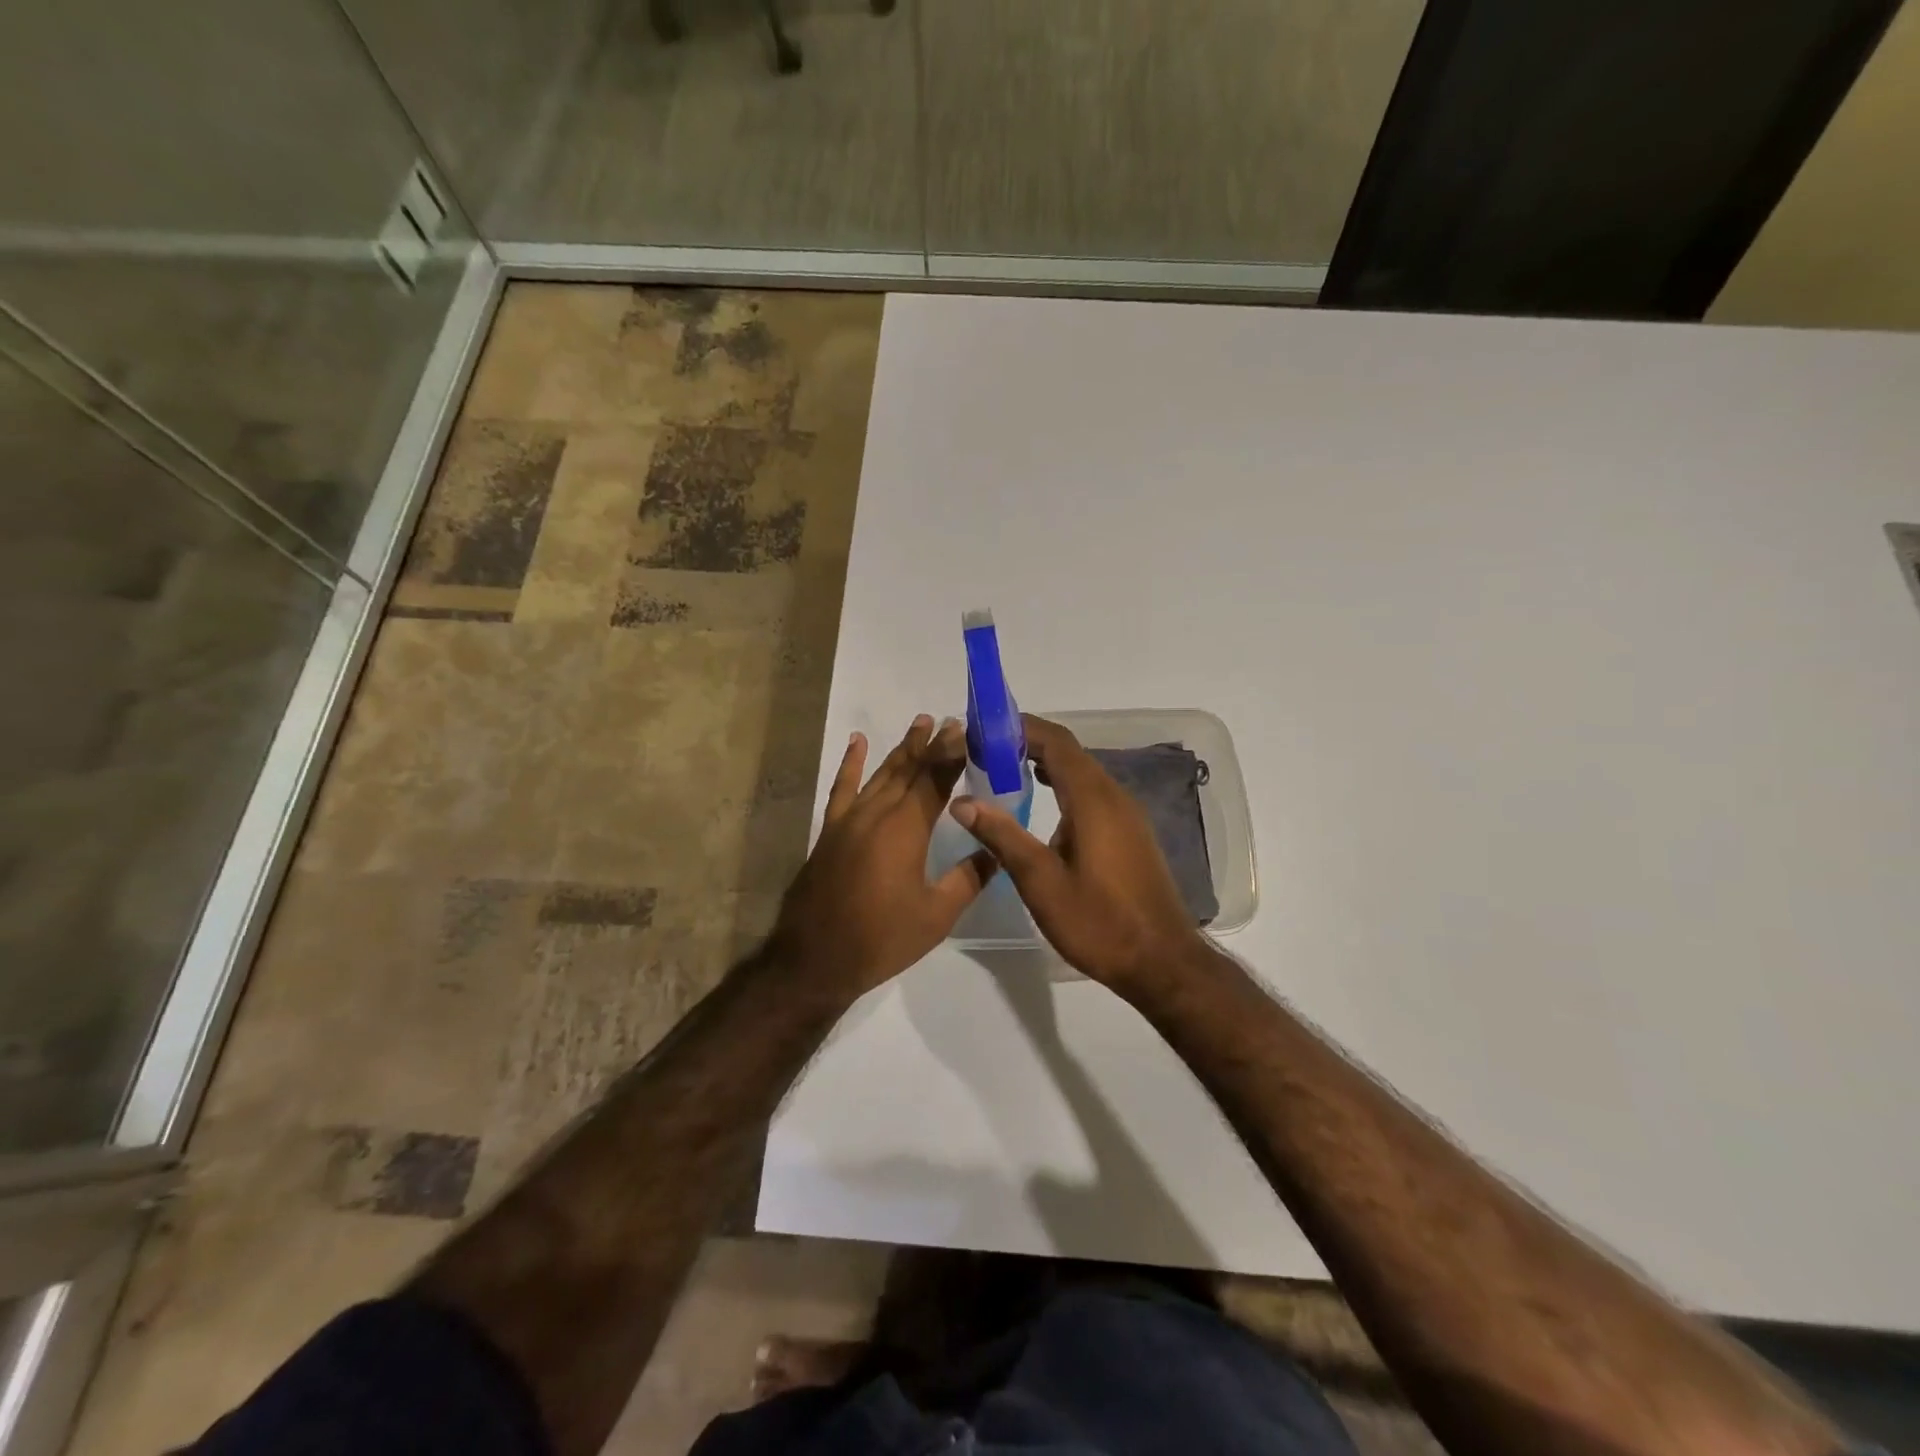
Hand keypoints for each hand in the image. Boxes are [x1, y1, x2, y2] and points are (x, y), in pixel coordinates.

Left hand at [771, 715, 995, 1001]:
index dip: (952, 754)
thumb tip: (995, 851)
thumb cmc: (881, 939)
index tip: (967, 730)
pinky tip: (857, 742)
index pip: (935, 780)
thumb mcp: (936, 916)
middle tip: (950, 721)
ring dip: (901, 748)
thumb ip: (968, 879)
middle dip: (931, 744)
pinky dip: (850, 763)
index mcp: (906, 829)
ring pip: (880, 773)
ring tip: (920, 724)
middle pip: (909, 770)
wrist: (814, 959)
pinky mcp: (830, 830)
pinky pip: (842, 788)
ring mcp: (849, 819)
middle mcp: (877, 814)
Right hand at [950, 714, 1205, 1000]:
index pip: (1056, 742)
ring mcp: (1127, 814)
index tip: (984, 728)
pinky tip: (1044, 802)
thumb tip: (963, 802)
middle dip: (1028, 742)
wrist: (1162, 961)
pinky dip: (1064, 784)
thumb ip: (1002, 837)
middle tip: (985, 749)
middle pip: (1070, 752)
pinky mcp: (1131, 832)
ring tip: (1005, 769)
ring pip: (1083, 772)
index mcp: (1093, 800)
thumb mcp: (1041, 882)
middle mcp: (1114, 796)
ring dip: (1047, 763)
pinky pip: (1093, 792)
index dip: (1020, 727)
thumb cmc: (1099, 922)